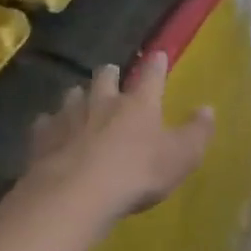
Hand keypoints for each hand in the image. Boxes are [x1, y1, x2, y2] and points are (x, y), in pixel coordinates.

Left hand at [22, 55, 213, 227]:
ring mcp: (70, 116)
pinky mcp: (42, 137)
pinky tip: (50, 133)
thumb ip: (197, 132)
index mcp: (139, 103)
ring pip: (73, 95)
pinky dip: (50, 125)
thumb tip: (208, 109)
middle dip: (110, 74)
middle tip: (112, 76)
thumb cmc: (136, 173)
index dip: (157, 64)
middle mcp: (104, 101)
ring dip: (79, 97)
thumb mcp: (180, 158)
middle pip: (105, 76)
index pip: (152, 75)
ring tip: (80, 103)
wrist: (76, 195)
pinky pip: (45, 123)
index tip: (158, 55)